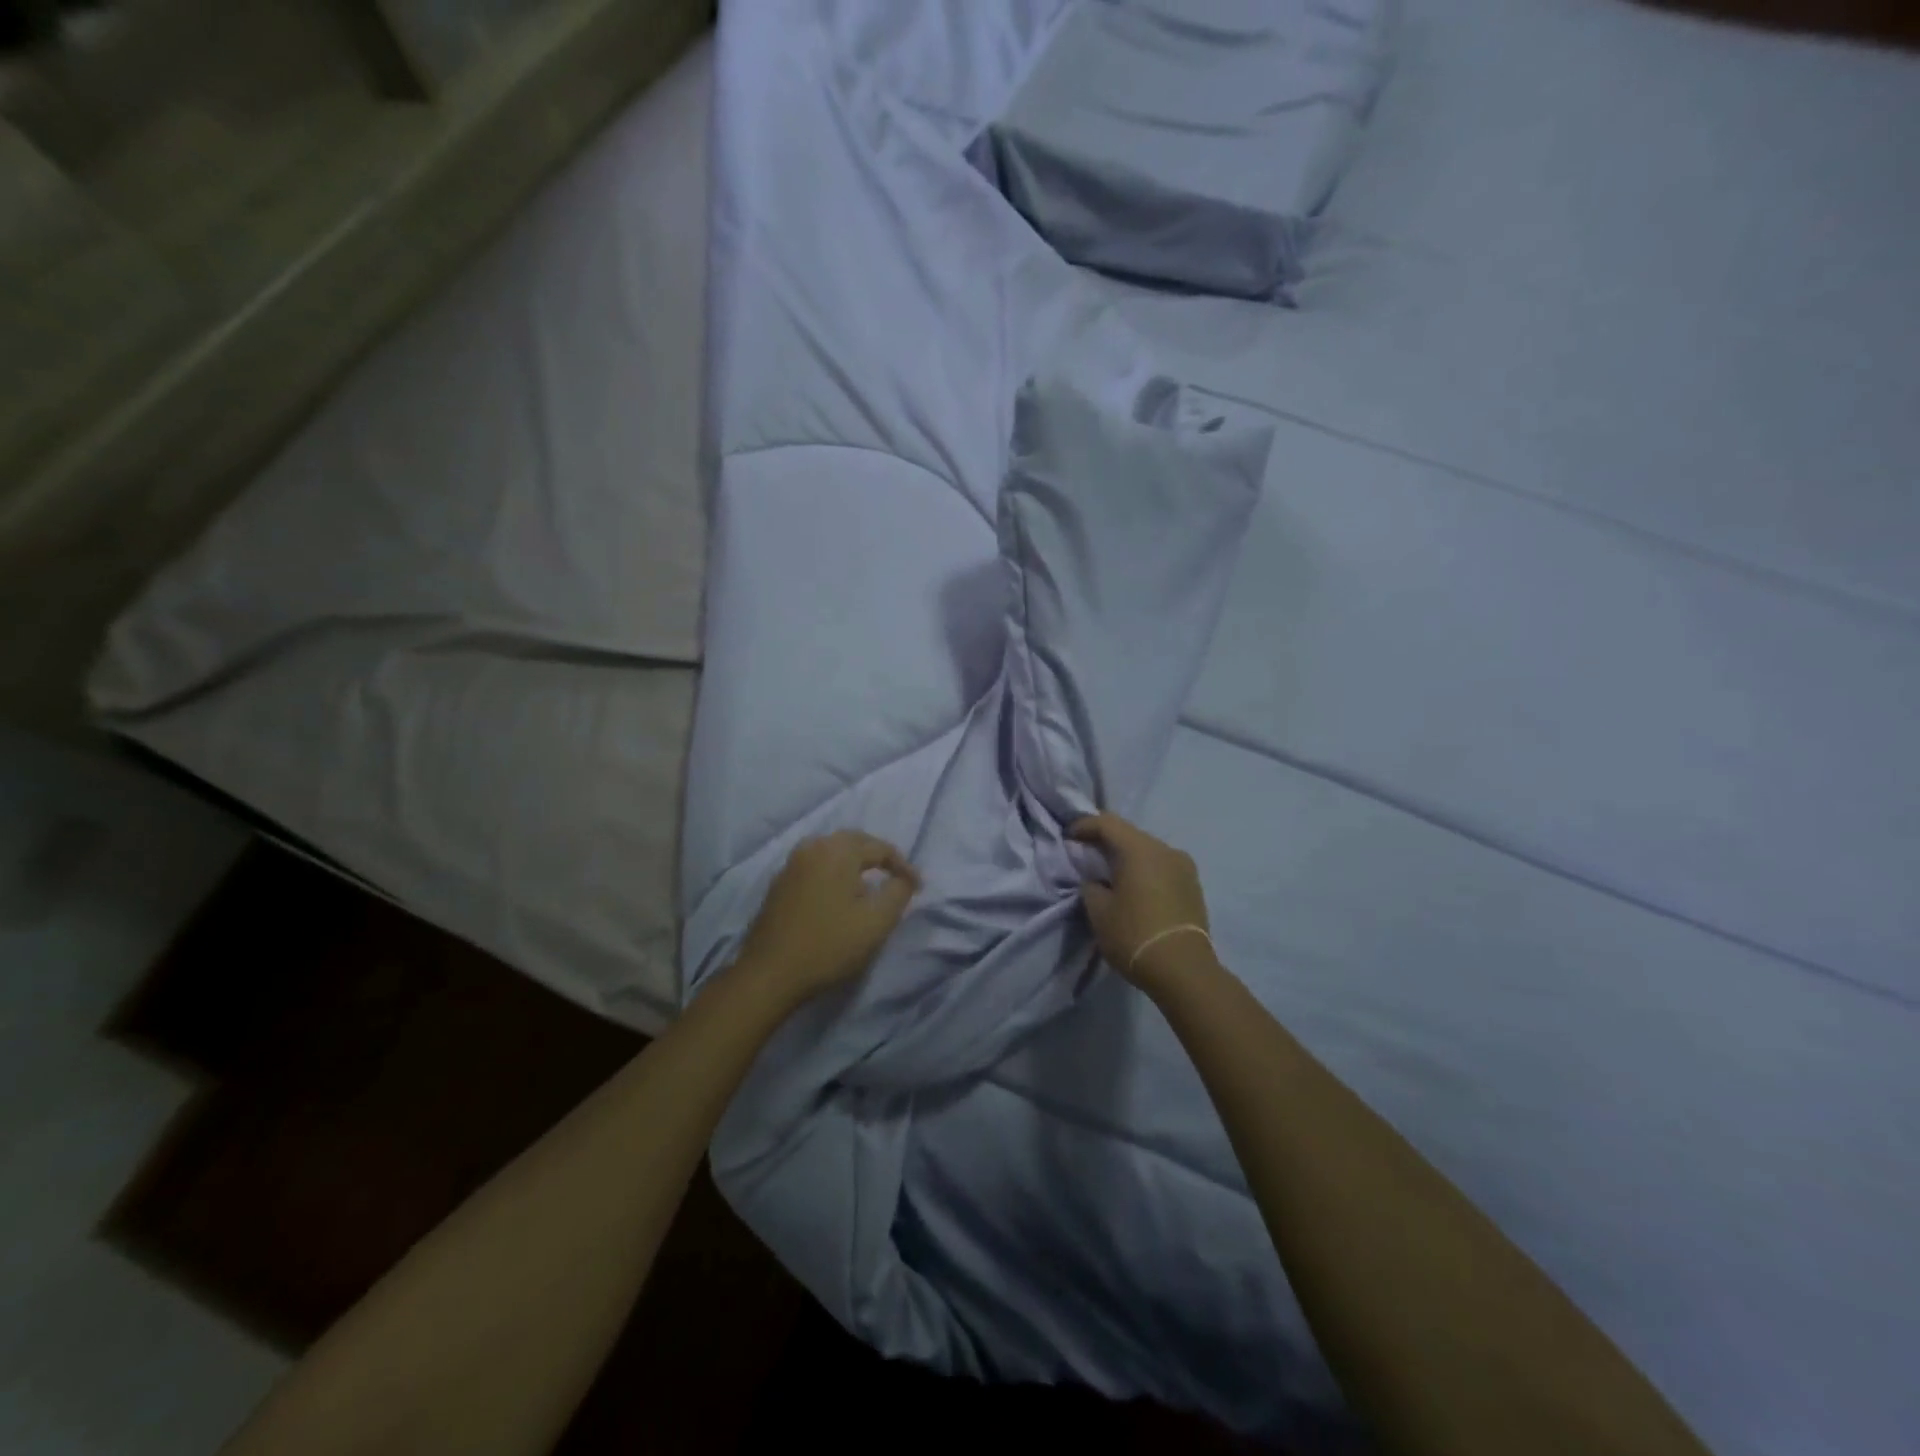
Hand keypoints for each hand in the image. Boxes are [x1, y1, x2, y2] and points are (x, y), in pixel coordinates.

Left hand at [735, 831, 920, 1004]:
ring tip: (870, 884)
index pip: (880, 847)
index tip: (918, 887)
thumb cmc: (829, 945)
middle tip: (896, 877)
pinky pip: (815, 866)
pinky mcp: (779, 883)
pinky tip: (839, 894)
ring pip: (832, 852)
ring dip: (855, 863)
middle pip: (854, 842)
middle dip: (878, 857)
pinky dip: (834, 873)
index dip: (903, 866)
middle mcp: (812, 847)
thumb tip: (904, 878)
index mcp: (837, 850)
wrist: (770, 973)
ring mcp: (791, 864)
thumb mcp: (877, 921)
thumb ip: (898, 892)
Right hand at [1071, 813, 1214, 994]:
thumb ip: (1091, 886)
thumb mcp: (1099, 911)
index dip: (1084, 825)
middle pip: (1130, 834)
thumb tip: (1096, 880)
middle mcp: (1165, 849)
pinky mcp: (1193, 885)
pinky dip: (1145, 871)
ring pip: (1148, 851)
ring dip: (1128, 857)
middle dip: (1106, 840)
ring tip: (1111, 875)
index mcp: (1139, 849)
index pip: (1107, 823)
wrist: (1184, 970)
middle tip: (1086, 854)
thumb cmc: (1134, 935)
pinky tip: (1135, 889)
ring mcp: (1184, 867)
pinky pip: (1162, 867)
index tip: (1068, 837)